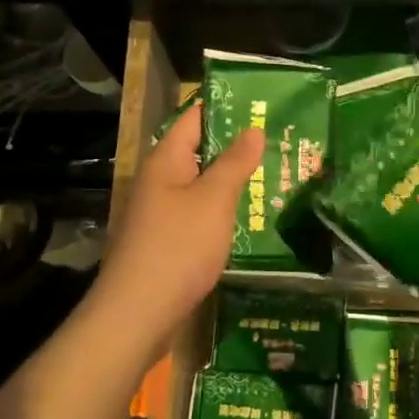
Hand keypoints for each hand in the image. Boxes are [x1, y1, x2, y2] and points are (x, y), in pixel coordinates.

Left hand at [96, 104, 262, 344]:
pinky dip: (222, 210)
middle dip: (236, 146)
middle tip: (280, 141)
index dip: (226, 108)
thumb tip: (253, 129)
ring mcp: (161, 212)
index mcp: (166, 160)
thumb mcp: (213, 200)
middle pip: (199, 151)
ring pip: (201, 185)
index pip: (195, 118)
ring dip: (232, 181)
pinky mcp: (166, 240)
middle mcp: (159, 180)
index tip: (263, 105)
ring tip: (274, 175)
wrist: (138, 313)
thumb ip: (235, 162)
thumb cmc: (178, 247)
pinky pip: (198, 213)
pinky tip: (250, 217)